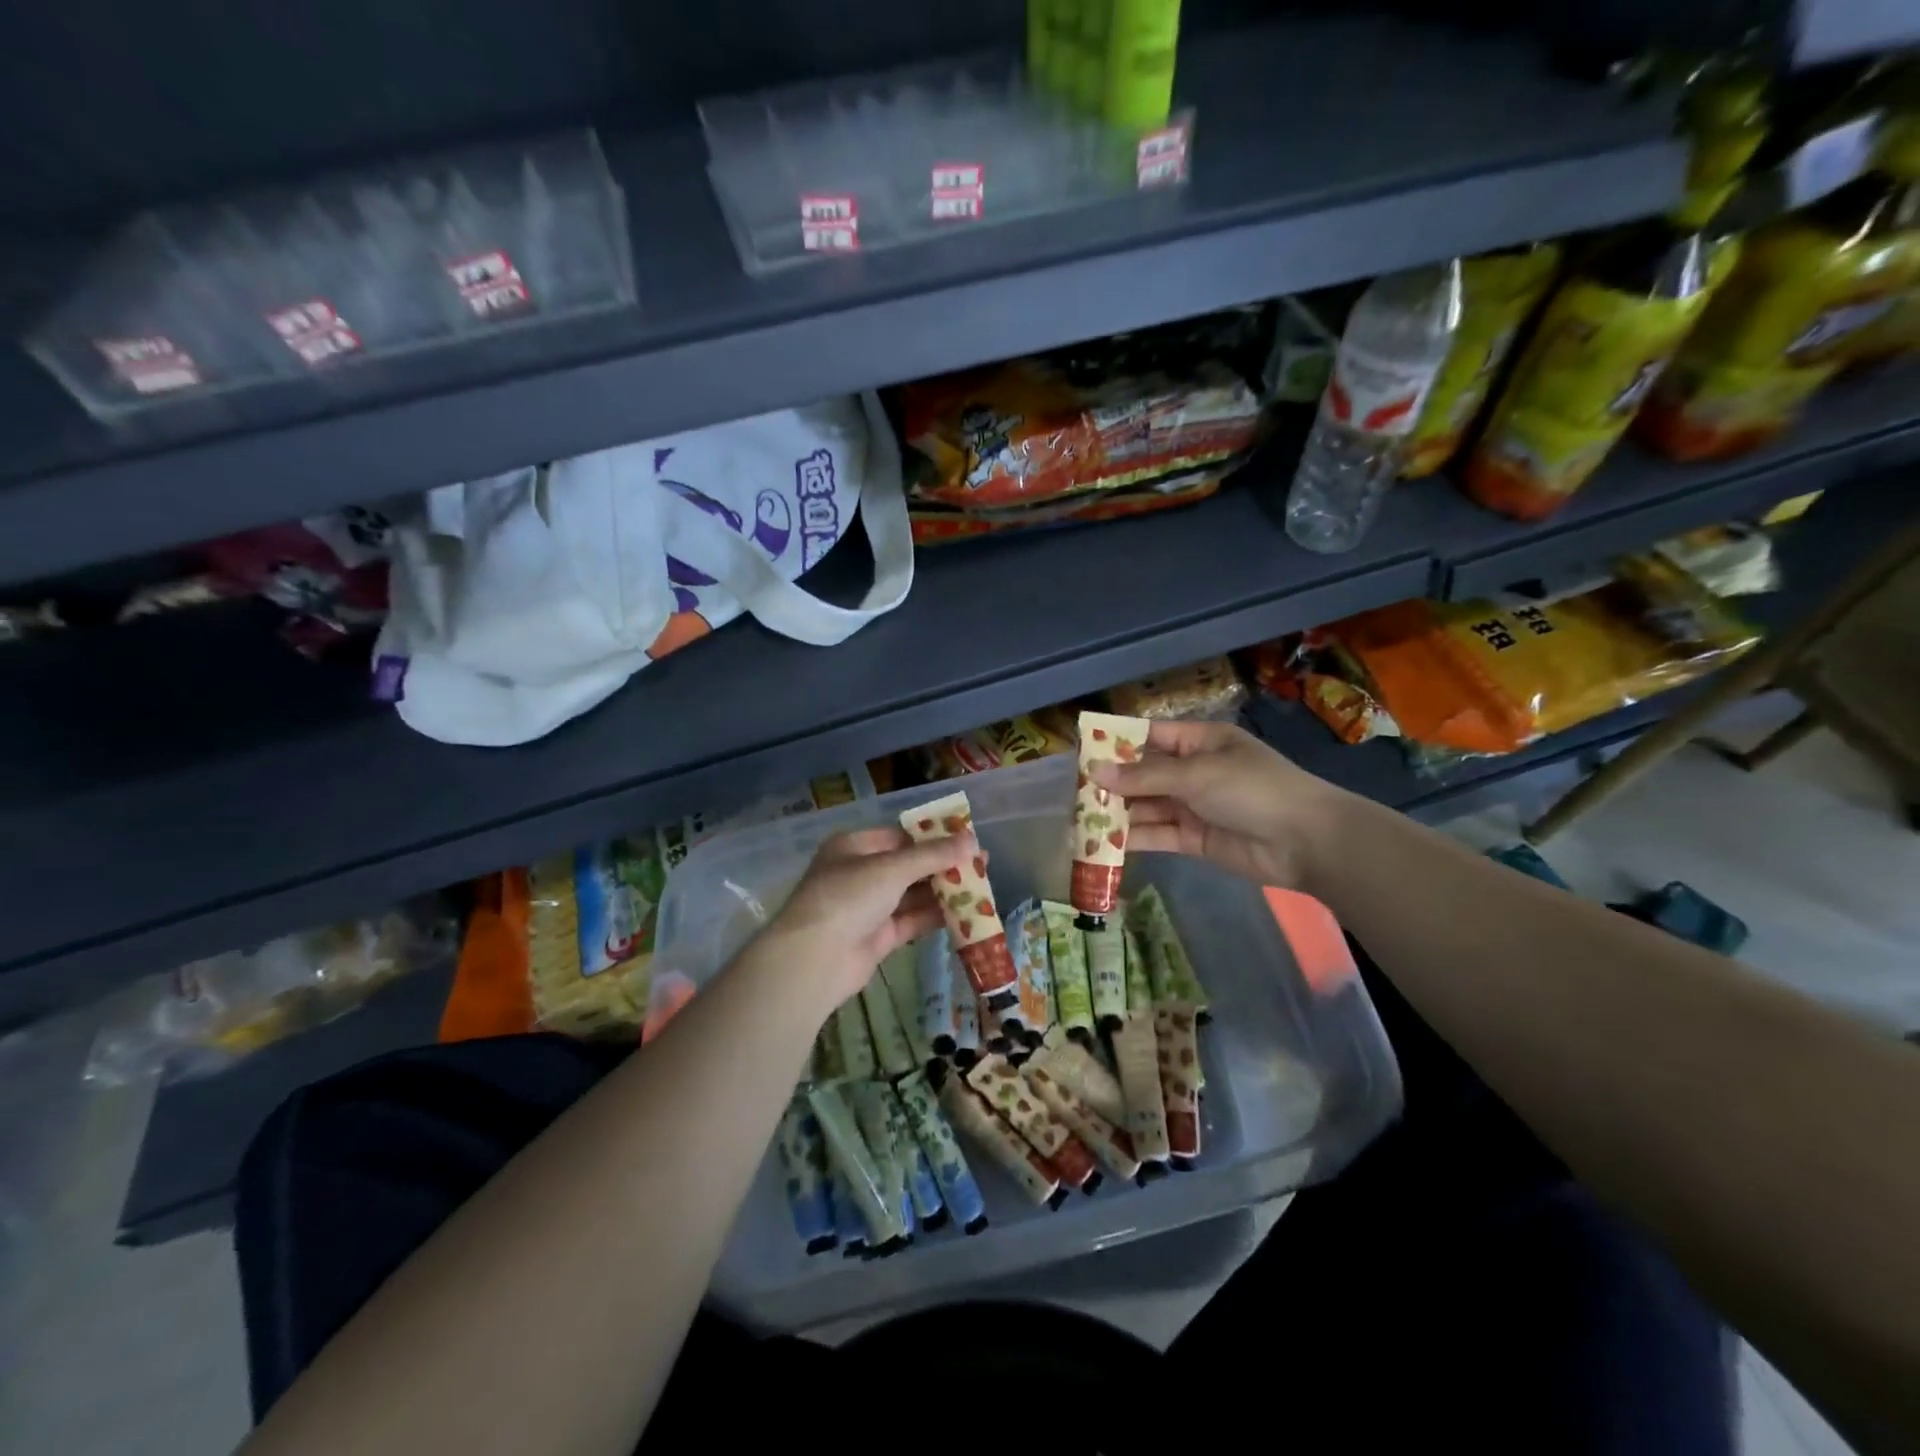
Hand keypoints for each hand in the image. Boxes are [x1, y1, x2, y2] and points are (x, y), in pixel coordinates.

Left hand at [749, 826, 970, 1015]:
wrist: (814, 960)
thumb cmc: (848, 897)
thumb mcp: (892, 868)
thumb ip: (933, 855)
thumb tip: (974, 840)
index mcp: (854, 846)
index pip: (900, 836)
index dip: (933, 837)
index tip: (967, 839)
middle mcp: (860, 873)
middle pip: (909, 865)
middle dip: (943, 865)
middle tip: (982, 863)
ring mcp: (869, 907)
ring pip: (913, 894)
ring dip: (943, 891)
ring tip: (982, 887)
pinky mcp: (878, 937)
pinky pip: (912, 920)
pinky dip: (936, 916)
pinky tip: (966, 913)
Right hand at [1090, 719, 1347, 888]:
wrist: (1305, 842)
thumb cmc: (1253, 789)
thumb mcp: (1196, 775)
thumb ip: (1143, 777)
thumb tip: (1093, 771)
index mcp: (1199, 742)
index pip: (1150, 736)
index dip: (1116, 742)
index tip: (1081, 750)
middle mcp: (1193, 771)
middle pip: (1143, 774)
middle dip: (1111, 782)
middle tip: (1072, 791)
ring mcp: (1193, 806)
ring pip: (1146, 806)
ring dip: (1117, 812)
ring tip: (1080, 819)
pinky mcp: (1193, 839)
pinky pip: (1156, 833)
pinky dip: (1132, 837)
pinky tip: (1103, 842)